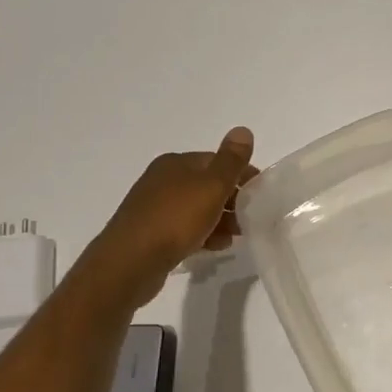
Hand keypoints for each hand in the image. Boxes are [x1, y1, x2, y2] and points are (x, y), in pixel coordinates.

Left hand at [85, 127, 256, 307]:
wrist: (130, 262)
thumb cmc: (175, 219)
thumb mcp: (211, 186)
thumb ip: (231, 160)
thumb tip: (243, 130)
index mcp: (176, 163)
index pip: (217, 161)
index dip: (242, 175)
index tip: (261, 194)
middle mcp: (162, 180)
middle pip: (207, 186)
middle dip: (232, 200)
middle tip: (251, 218)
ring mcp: (154, 208)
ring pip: (197, 209)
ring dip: (219, 220)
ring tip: (235, 236)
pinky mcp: (150, 233)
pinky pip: (184, 229)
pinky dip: (202, 234)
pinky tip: (213, 248)